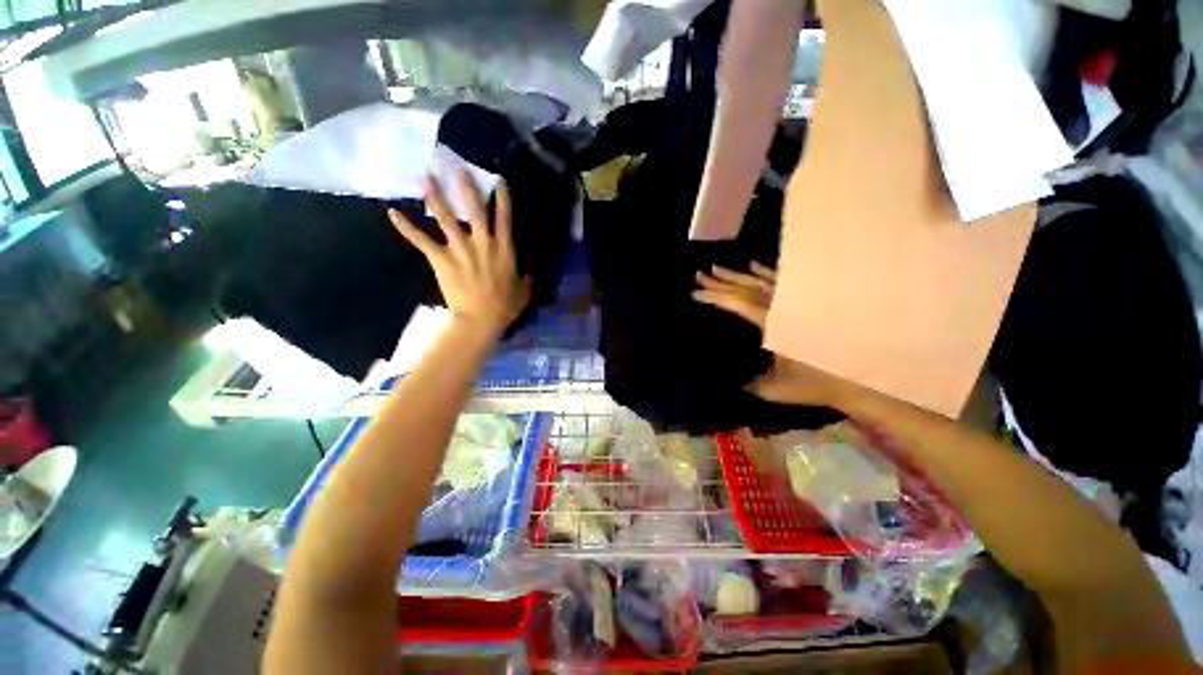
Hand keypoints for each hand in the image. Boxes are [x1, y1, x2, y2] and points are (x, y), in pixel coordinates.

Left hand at [388, 171, 532, 336]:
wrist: (479, 322)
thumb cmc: (502, 309)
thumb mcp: (522, 293)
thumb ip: (525, 281)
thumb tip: (529, 276)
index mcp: (503, 247)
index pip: (504, 215)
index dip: (502, 196)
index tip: (498, 179)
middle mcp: (482, 241)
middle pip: (474, 207)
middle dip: (465, 186)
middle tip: (457, 167)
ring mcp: (460, 249)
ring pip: (446, 217)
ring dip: (435, 196)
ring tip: (425, 178)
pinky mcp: (441, 259)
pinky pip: (421, 240)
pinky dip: (406, 227)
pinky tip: (393, 214)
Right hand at [693, 262, 854, 407]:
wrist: (850, 378)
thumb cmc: (813, 384)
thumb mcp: (776, 389)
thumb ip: (753, 384)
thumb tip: (735, 382)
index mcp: (772, 323)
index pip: (739, 304)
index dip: (716, 297)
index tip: (696, 292)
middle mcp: (782, 306)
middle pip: (747, 288)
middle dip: (722, 281)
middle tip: (700, 274)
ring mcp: (796, 302)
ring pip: (762, 282)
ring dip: (739, 275)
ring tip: (718, 268)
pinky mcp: (807, 304)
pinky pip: (783, 282)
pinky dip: (767, 273)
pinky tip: (755, 266)